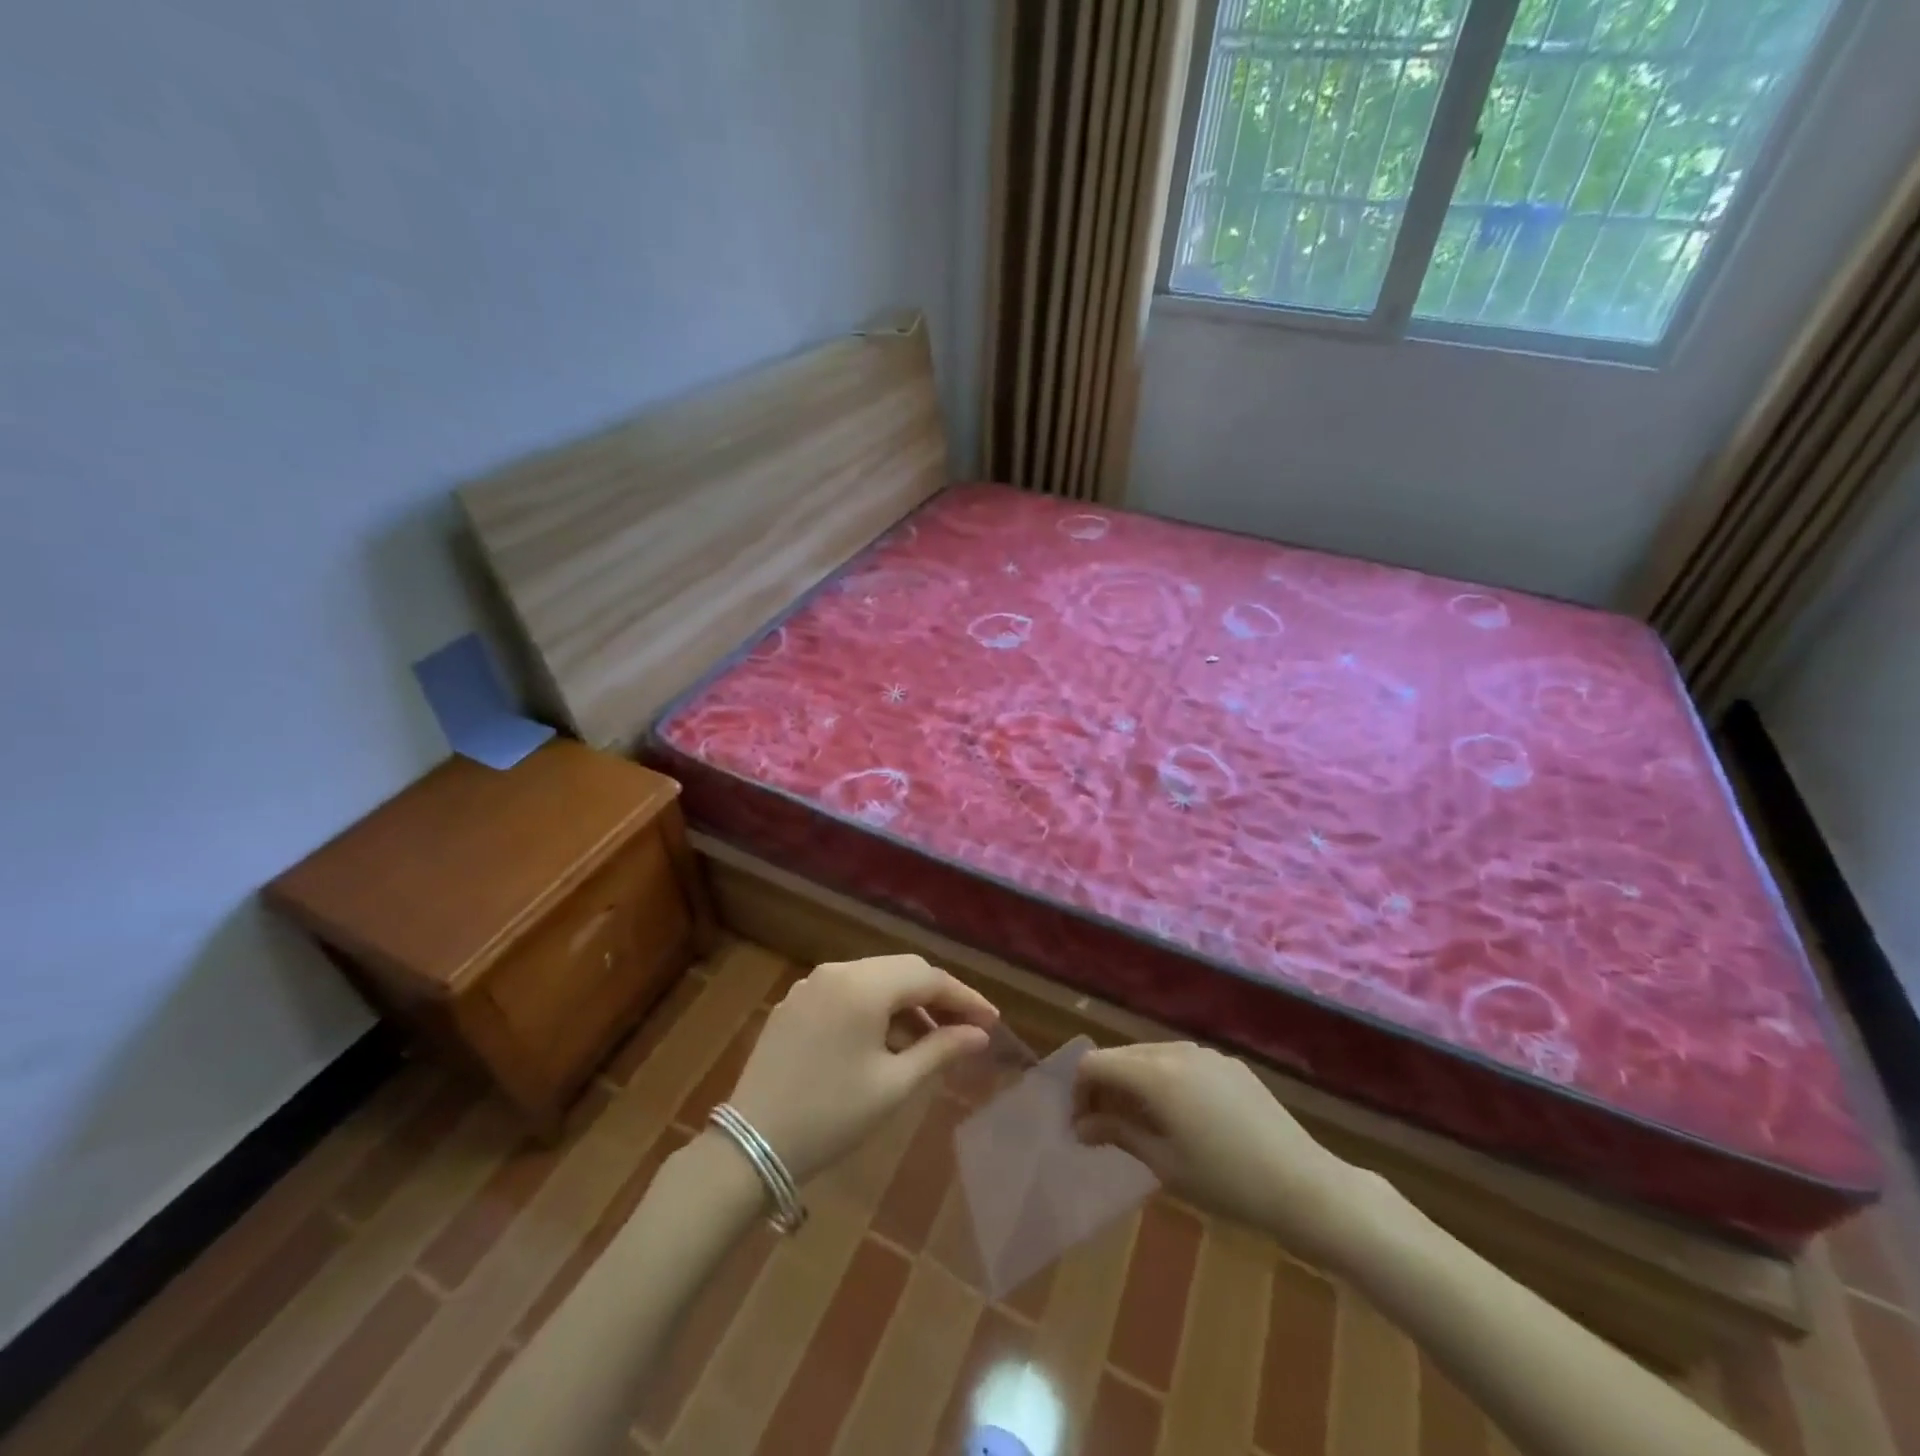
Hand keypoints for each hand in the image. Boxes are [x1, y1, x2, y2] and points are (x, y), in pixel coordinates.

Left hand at [726, 955, 998, 1185]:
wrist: (750, 1146)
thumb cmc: (831, 1117)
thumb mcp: (893, 1086)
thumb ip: (940, 1050)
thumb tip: (980, 1034)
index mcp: (863, 986)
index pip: (927, 977)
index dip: (964, 998)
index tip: (992, 1022)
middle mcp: (836, 972)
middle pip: (901, 970)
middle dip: (937, 996)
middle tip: (966, 1028)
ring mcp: (811, 985)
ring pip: (874, 980)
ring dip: (906, 1003)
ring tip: (931, 1039)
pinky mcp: (794, 1004)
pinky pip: (847, 993)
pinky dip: (875, 1008)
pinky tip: (886, 1040)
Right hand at [1072, 1042, 1357, 1262]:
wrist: (1304, 1185)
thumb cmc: (1226, 1182)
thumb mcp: (1164, 1163)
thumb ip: (1118, 1133)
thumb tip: (1081, 1125)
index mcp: (1155, 1073)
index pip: (1095, 1063)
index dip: (1079, 1091)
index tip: (1082, 1128)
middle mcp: (1176, 1050)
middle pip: (1121, 1055)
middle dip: (1104, 1087)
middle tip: (1103, 1129)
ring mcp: (1206, 1053)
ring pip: (1150, 1056)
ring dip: (1133, 1082)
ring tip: (1139, 1125)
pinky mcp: (1228, 1063)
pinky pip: (1181, 1061)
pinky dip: (1164, 1080)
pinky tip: (1180, 1118)